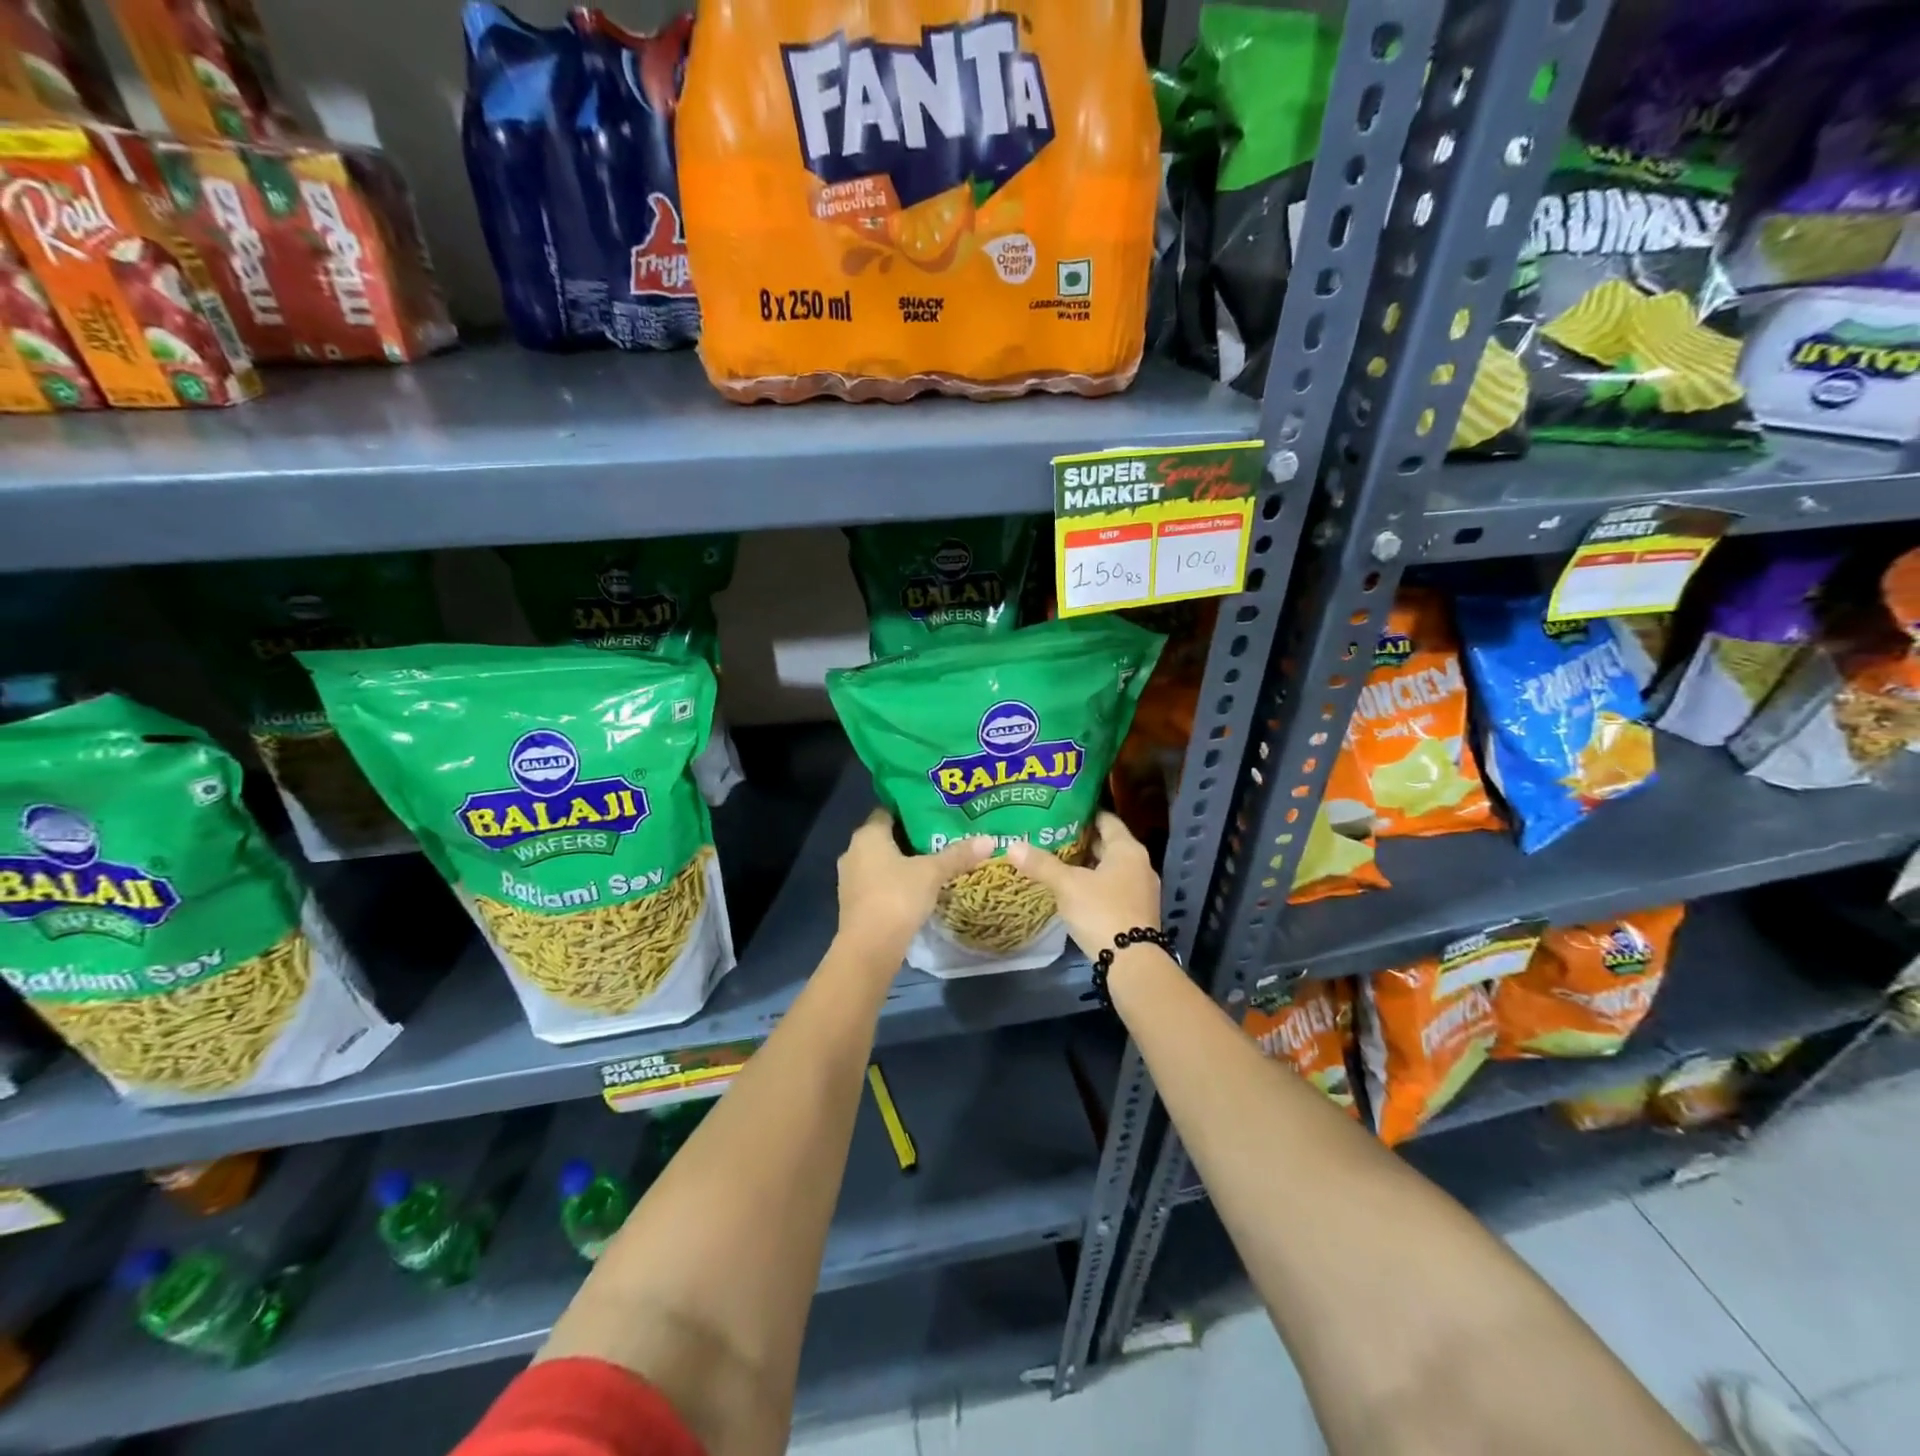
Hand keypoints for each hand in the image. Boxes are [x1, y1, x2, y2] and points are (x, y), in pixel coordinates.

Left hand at [835, 809, 990, 961]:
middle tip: (942, 837)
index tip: (935, 813)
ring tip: (934, 862)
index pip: (888, 811)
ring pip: (881, 862)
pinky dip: (896, 882)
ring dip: (903, 863)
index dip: (911, 811)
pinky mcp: (855, 903)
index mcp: (867, 835)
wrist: (869, 948)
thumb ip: (958, 855)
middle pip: (886, 837)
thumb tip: (989, 839)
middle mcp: (853, 851)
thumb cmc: (897, 897)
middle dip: (912, 838)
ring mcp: (851, 879)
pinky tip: (918, 888)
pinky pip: (878, 883)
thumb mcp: (932, 873)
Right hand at [1005, 812, 1161, 957]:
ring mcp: (1140, 889)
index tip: (1060, 811)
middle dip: (1081, 840)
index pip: (1106, 819)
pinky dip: (1094, 883)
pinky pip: (1112, 887)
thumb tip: (1012, 845)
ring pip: (1109, 867)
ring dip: (1086, 864)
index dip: (1083, 814)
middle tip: (1051, 835)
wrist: (1132, 962)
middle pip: (1108, 844)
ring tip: (1056, 860)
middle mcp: (1139, 864)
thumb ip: (1042, 864)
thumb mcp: (1067, 885)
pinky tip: (1072, 888)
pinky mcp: (1136, 911)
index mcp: (1127, 849)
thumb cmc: (1102, 912)